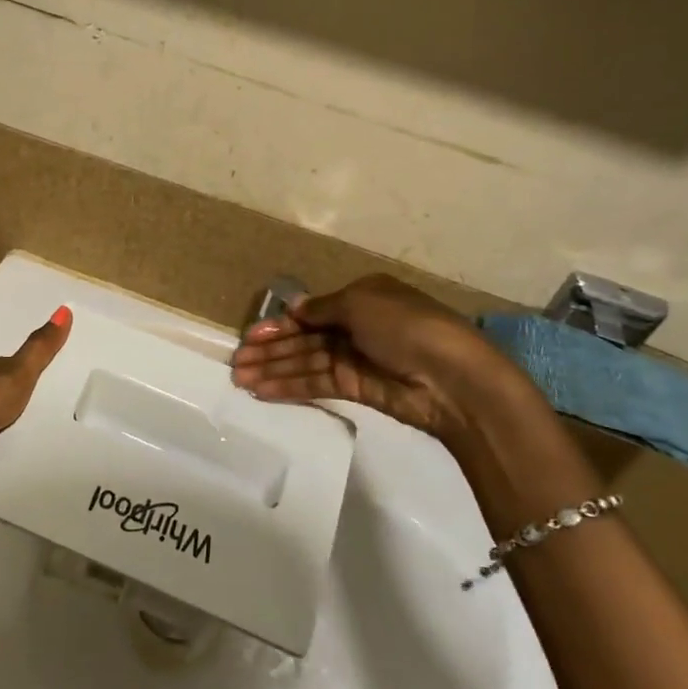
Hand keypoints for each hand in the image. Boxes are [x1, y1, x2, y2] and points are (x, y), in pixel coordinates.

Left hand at [0, 307, 70, 521]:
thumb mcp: (14, 372)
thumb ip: (41, 349)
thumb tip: (66, 309)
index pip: (25, 371)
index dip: (49, 370)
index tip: (82, 370)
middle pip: (29, 405)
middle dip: (54, 407)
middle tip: (95, 408)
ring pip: (27, 434)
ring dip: (47, 436)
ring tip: (91, 436)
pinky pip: (21, 462)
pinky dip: (37, 461)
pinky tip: (69, 460)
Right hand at [231, 275, 527, 441]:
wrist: (452, 378)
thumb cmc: (405, 326)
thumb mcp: (360, 303)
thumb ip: (322, 309)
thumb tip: (294, 309)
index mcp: (360, 297)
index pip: (311, 311)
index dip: (280, 323)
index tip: (250, 335)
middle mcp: (356, 325)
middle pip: (304, 338)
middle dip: (270, 349)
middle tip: (235, 362)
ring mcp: (356, 358)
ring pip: (305, 362)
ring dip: (274, 370)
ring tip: (240, 380)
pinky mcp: (358, 388)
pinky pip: (317, 384)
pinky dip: (291, 387)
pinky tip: (265, 391)